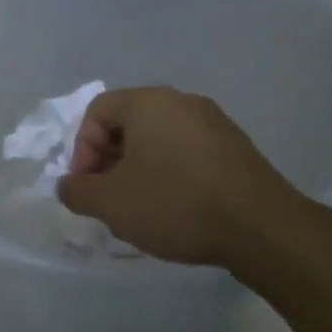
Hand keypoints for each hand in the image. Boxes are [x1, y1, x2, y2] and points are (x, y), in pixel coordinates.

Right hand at [58, 88, 302, 269]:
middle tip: (109, 198)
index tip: (88, 186)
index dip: (82, 149)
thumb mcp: (110, 202)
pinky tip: (175, 210)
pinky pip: (188, 154)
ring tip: (140, 209)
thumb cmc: (175, 203)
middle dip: (109, 161)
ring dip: (139, 170)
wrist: (263, 229)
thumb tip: (69, 186)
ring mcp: (215, 124)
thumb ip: (76, 190)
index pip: (97, 111)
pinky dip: (171, 176)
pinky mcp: (238, 150)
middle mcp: (182, 102)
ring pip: (159, 141)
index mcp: (149, 102)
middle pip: (129, 124)